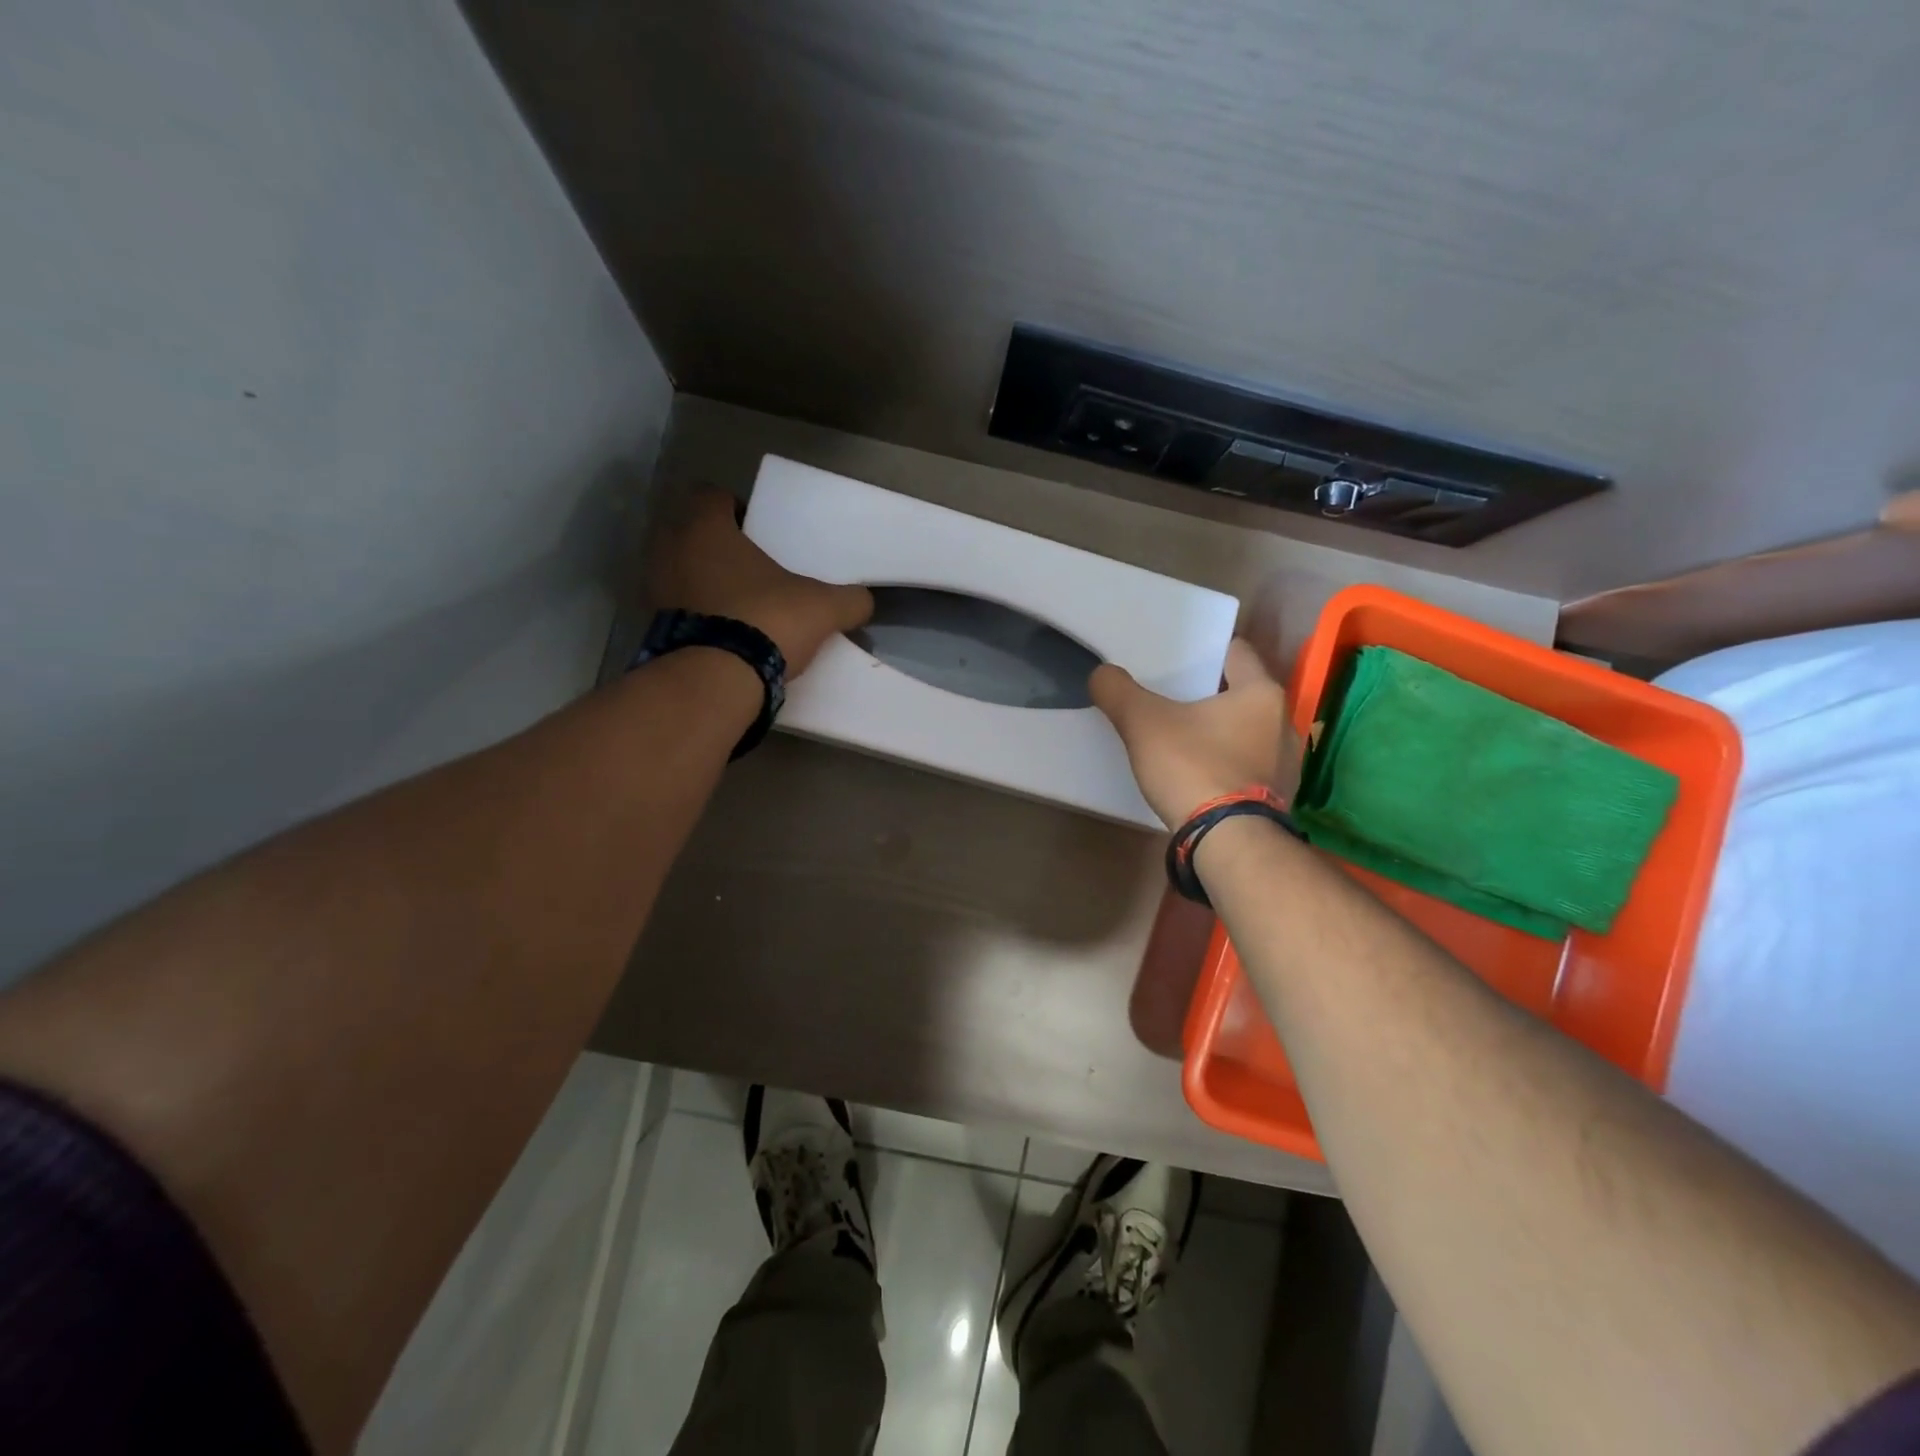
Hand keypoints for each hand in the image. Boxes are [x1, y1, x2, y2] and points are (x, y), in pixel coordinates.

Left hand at [647, 488, 873, 675]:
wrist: (717, 680)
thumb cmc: (766, 621)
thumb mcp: (822, 608)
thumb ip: (848, 600)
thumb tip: (863, 601)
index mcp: (705, 528)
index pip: (711, 496)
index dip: (735, 507)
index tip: (758, 530)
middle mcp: (669, 550)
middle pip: (688, 532)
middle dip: (715, 544)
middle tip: (749, 565)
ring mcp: (655, 590)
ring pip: (678, 570)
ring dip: (701, 580)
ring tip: (736, 601)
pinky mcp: (652, 627)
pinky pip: (675, 608)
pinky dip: (693, 613)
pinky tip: (722, 632)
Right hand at [1090, 639, 1297, 828]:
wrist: (1228, 842)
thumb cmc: (1193, 768)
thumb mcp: (1143, 723)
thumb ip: (1118, 692)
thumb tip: (1101, 673)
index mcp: (1261, 693)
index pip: (1236, 652)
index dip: (1206, 651)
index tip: (1179, 658)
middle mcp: (1283, 722)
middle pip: (1241, 694)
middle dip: (1210, 695)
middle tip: (1172, 698)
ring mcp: (1286, 764)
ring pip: (1247, 732)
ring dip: (1221, 732)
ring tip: (1185, 739)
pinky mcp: (1278, 797)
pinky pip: (1249, 767)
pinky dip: (1227, 764)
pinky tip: (1201, 775)